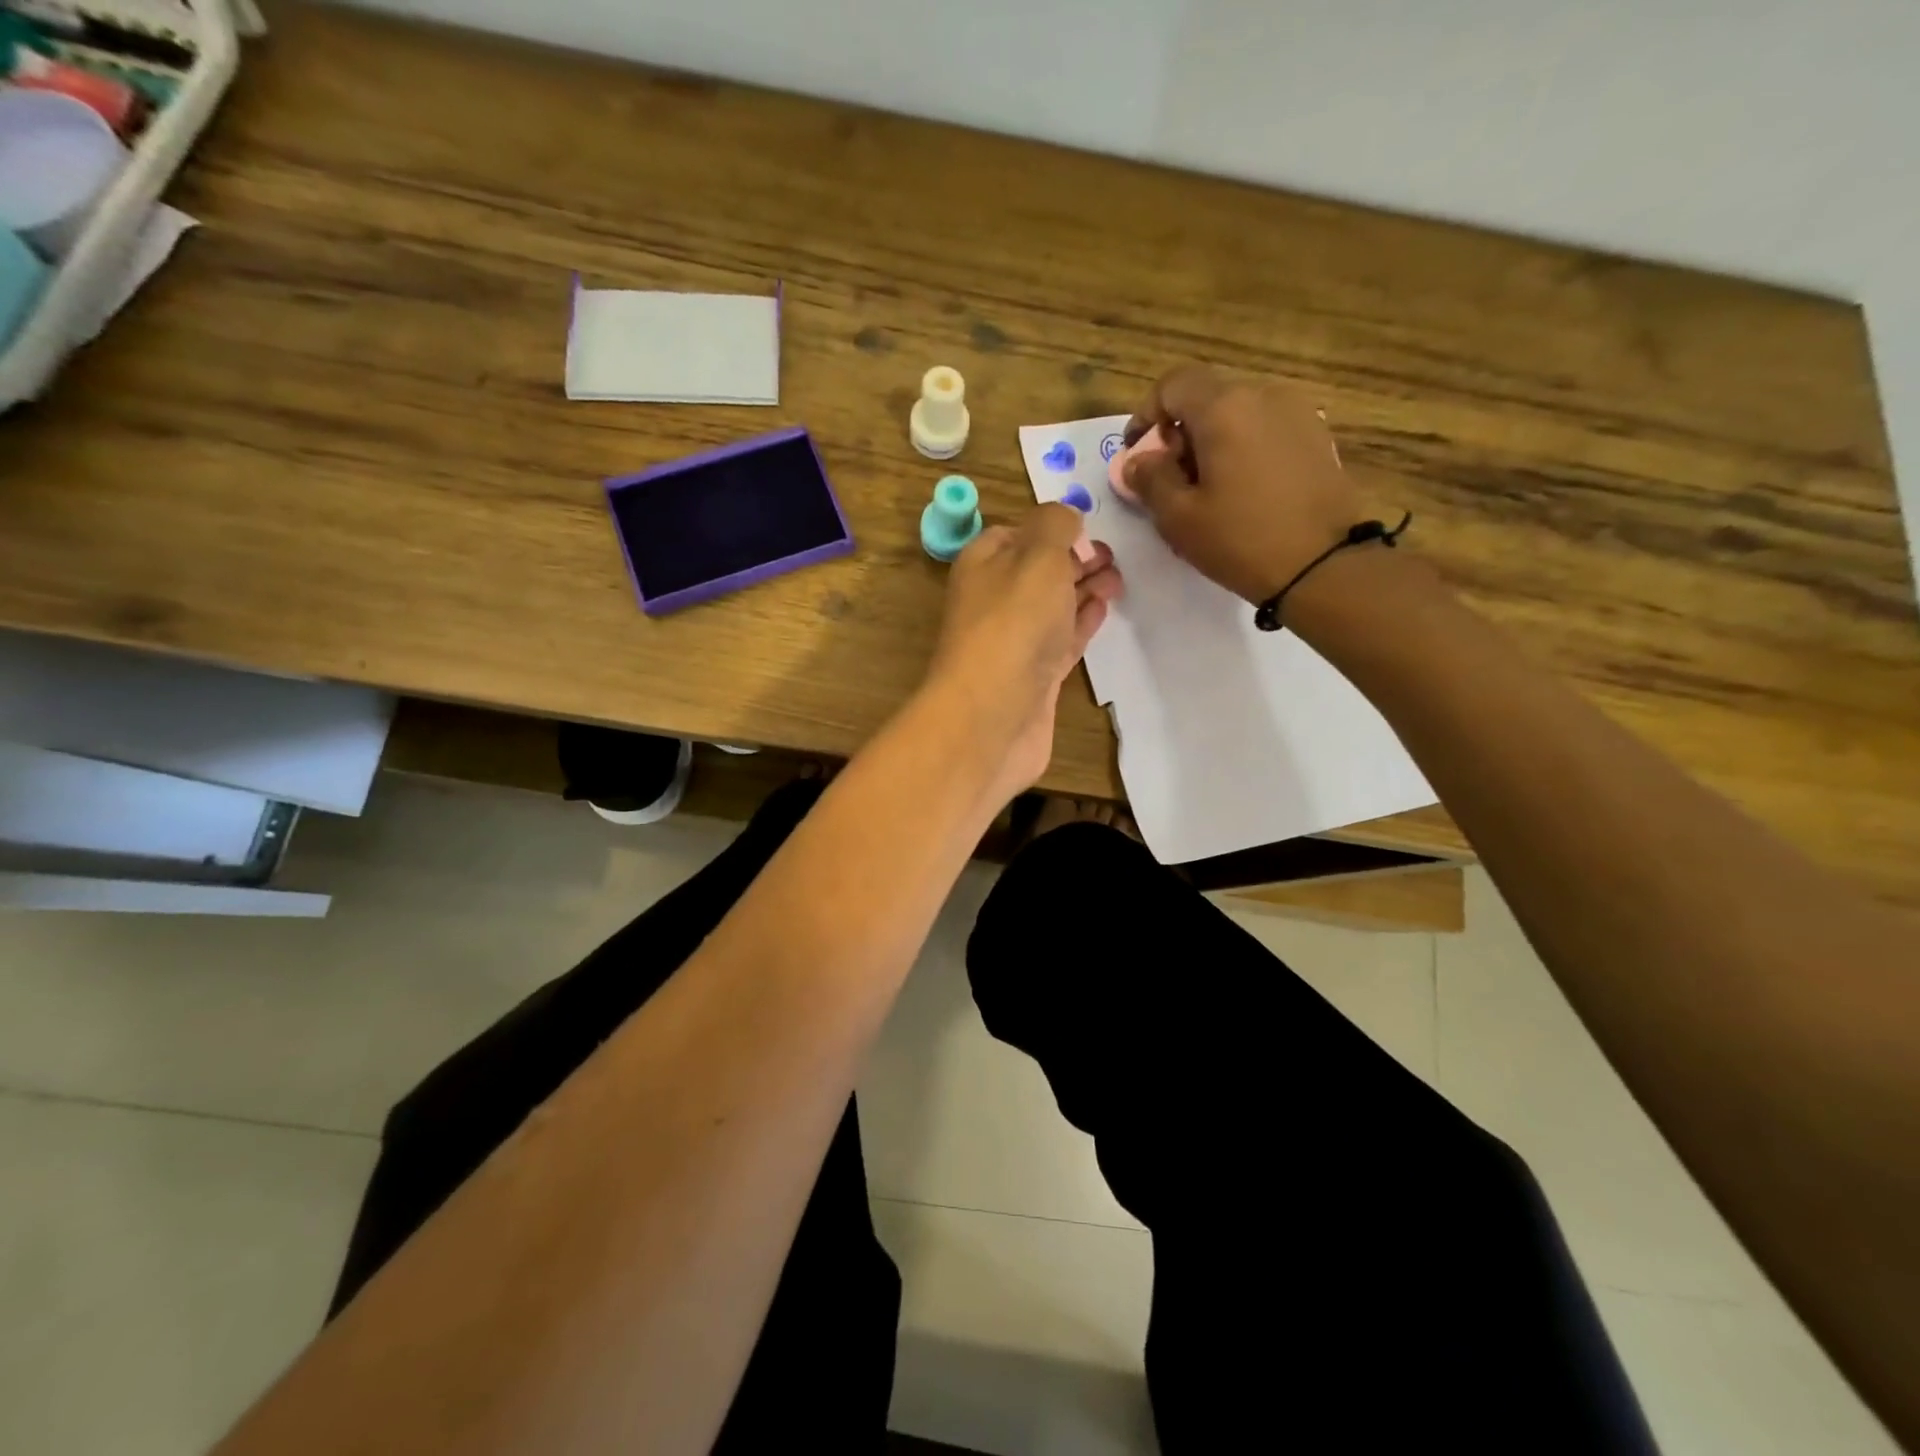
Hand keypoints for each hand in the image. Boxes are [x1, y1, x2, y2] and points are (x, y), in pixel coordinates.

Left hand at [922, 505, 1123, 799]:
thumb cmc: (1014, 623)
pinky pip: (1061, 640)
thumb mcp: (1038, 555)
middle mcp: (994, 600)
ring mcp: (1014, 642)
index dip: (1053, 529)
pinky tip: (1102, 610)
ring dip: (1084, 589)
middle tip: (1113, 558)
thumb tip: (1066, 518)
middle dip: (1075, 559)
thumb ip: (1056, 526)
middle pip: (1038, 571)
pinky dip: (1082, 622)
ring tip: (1118, 580)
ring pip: (1053, 606)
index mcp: (983, 563)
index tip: (1088, 530)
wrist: (992, 714)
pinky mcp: (1034, 677)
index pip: (1017, 534)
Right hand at [1123, 365, 1367, 603]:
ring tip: (1206, 490)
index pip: (1173, 384)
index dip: (1147, 415)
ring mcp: (1297, 413)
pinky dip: (1242, 449)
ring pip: (1238, 414)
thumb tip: (1138, 461)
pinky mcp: (1317, 438)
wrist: (1325, 565)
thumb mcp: (1179, 517)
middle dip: (1179, 432)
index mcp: (1224, 407)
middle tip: (1169, 479)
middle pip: (1207, 397)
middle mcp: (1263, 395)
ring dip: (1212, 442)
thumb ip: (1150, 479)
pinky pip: (1265, 430)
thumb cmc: (1241, 539)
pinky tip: (1242, 491)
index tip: (1137, 454)